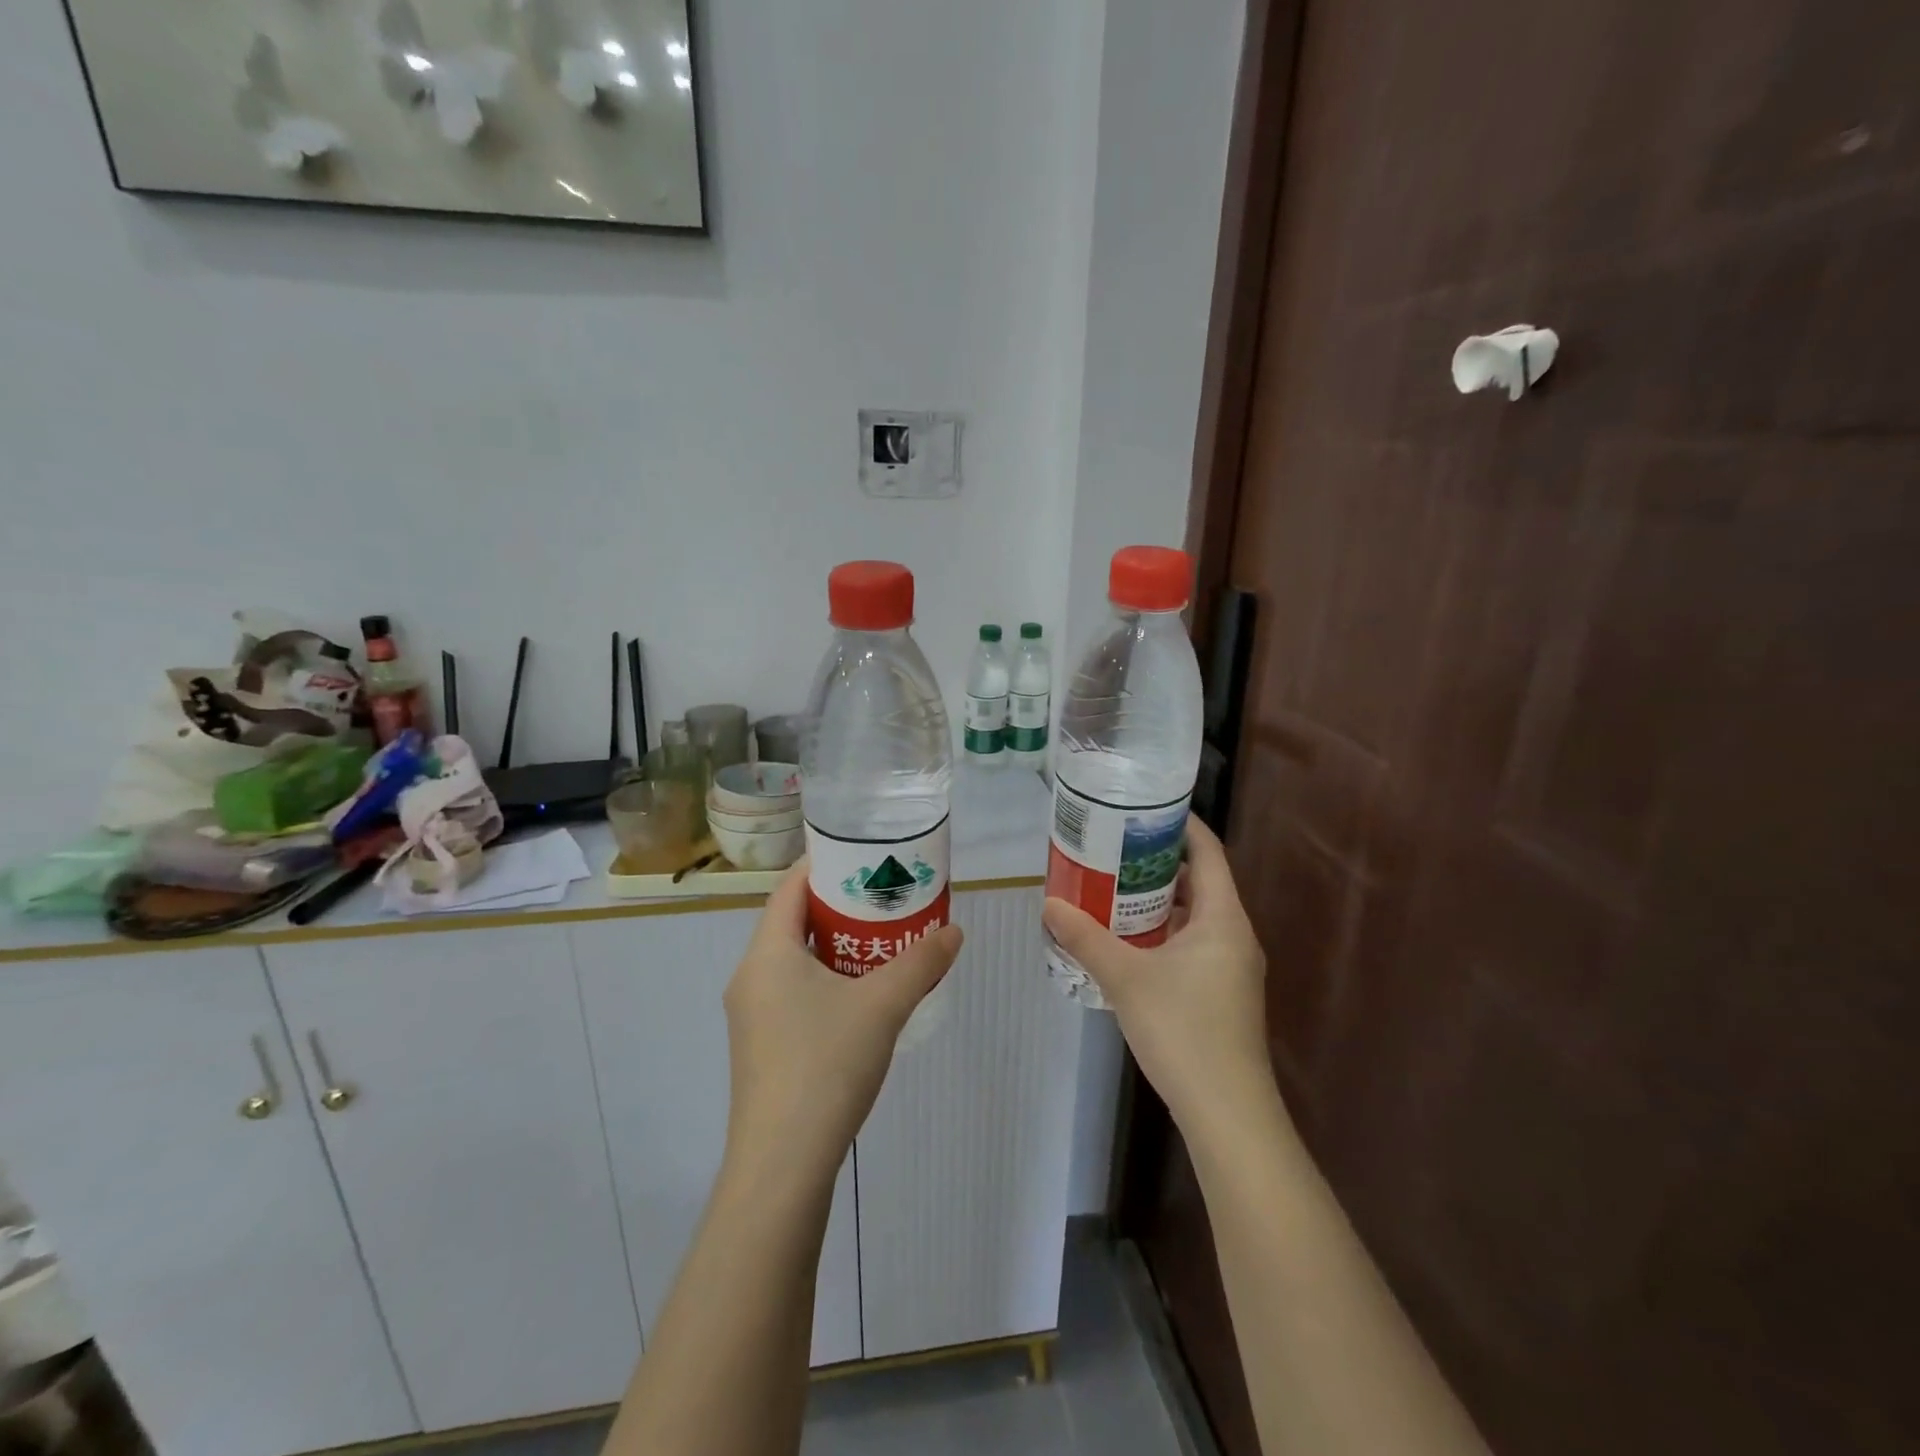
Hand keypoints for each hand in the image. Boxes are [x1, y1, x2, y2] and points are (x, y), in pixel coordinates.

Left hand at [722, 861, 963, 1186]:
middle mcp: (750, 976)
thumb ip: (921, 962)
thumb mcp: (882, 1005)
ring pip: (794, 960)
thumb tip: (954, 931)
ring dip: (834, 945)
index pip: (789, 887)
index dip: (824, 865)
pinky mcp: (761, 1047)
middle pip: (792, 921)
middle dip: (838, 905)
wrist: (782, 1164)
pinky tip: (861, 995)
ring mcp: (752, 1015)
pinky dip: (825, 978)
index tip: (864, 856)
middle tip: (884, 897)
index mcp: (767, 953)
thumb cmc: (825, 1064)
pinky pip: (793, 992)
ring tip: (880, 940)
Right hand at [1043, 818, 1270, 1134]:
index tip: (1143, 807)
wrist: (1228, 1112)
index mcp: (1223, 917)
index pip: (1208, 851)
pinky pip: (1192, 944)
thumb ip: (1086, 938)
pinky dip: (1163, 932)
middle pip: (1200, 881)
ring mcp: (1231, 967)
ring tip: (1112, 887)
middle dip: (1157, 862)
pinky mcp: (1222, 993)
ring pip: (1194, 916)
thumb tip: (1049, 904)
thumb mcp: (1126, 978)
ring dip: (1158, 900)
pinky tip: (1127, 941)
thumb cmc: (1184, 1030)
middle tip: (1113, 847)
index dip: (1180, 824)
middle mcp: (1234, 934)